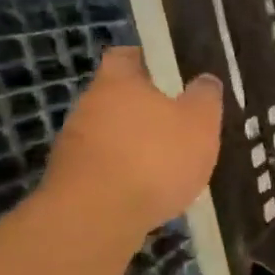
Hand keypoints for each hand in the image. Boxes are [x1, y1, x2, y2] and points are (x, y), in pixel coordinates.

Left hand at [41, 47, 223, 236]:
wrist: (96, 218)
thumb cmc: (155, 157)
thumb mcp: (200, 122)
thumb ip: (205, 97)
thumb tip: (205, 79)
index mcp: (118, 82)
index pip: (126, 56)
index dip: (148, 59)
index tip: (170, 71)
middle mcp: (88, 106)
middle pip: (117, 97)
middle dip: (145, 108)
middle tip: (178, 121)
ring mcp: (73, 144)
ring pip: (110, 133)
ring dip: (134, 143)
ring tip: (167, 162)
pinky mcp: (69, 180)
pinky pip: (104, 166)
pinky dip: (124, 173)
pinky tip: (147, 190)